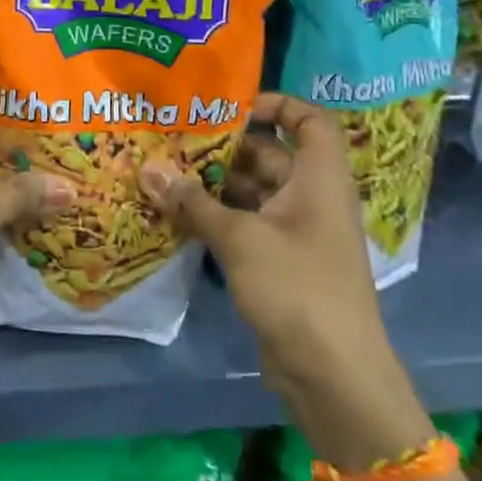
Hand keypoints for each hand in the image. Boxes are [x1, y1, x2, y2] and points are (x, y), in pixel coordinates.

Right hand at [140, 94, 389, 397]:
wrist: (334, 376)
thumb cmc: (297, 289)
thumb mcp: (240, 239)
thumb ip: (193, 203)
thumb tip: (147, 170)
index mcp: (319, 179)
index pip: (310, 121)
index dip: (276, 104)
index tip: (229, 106)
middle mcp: (310, 198)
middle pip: (269, 156)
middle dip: (223, 147)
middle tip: (172, 140)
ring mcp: (296, 233)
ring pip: (251, 192)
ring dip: (212, 185)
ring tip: (163, 173)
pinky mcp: (279, 263)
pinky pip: (245, 225)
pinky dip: (216, 217)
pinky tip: (176, 214)